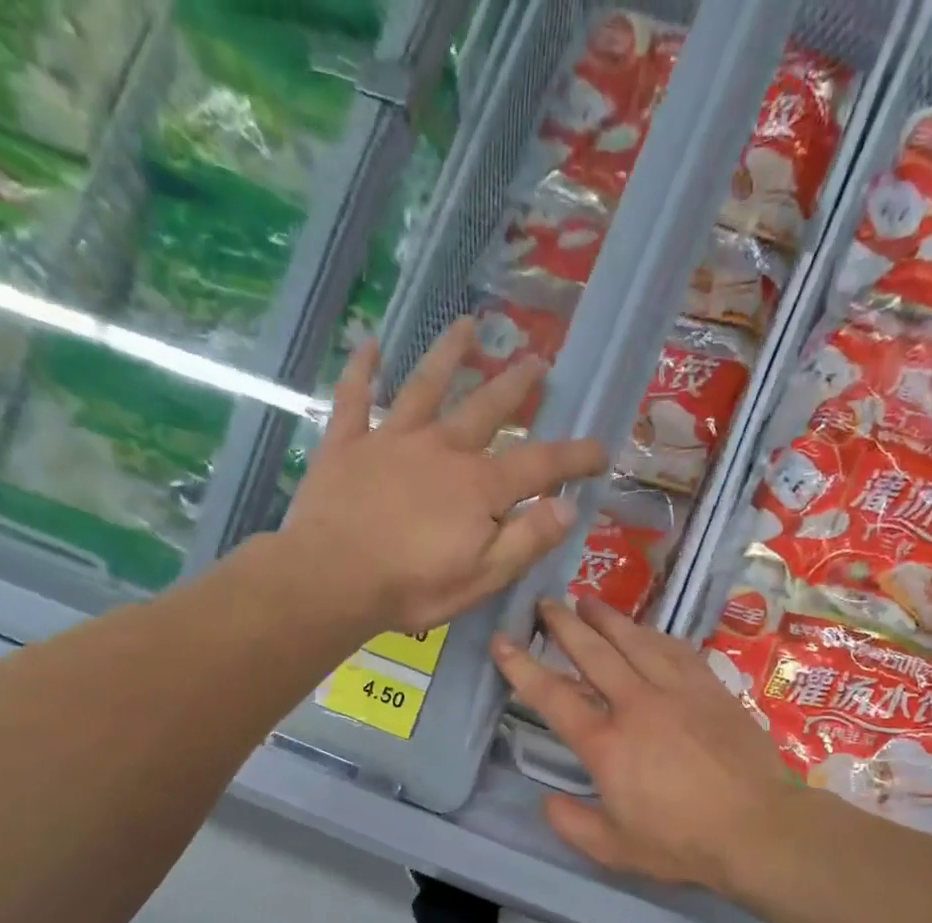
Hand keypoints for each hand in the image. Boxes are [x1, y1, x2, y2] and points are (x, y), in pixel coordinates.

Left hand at [281, 320, 608, 634]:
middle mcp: (442, 449)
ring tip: (467, 326)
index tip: (601, 450)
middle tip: (537, 360)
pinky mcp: (347, 445)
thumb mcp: (483, 577)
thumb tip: (569, 507)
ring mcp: (392, 440)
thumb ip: (527, 540)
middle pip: (487, 409)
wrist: (331, 581)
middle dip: (516, 385)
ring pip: (425, 386)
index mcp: (479, 486)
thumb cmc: (412, 588)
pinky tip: (369, 344)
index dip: (575, 457)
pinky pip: (354, 398)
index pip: (541, 464)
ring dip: (449, 354)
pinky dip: (362, 370)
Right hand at [492, 597, 802, 895]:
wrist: (758, 827)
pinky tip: (646, 630)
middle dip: (564, 625)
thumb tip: (547, 801)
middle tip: (546, 603)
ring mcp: (677, 691)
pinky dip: (653, 635)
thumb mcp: (615, 849)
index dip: (521, 666)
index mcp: (606, 744)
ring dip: (607, 619)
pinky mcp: (710, 689)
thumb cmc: (683, 842)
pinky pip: (676, 650)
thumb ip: (572, 825)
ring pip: (635, 641)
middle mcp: (636, 705)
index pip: (552, 696)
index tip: (502, 640)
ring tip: (588, 602)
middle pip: (592, 653)